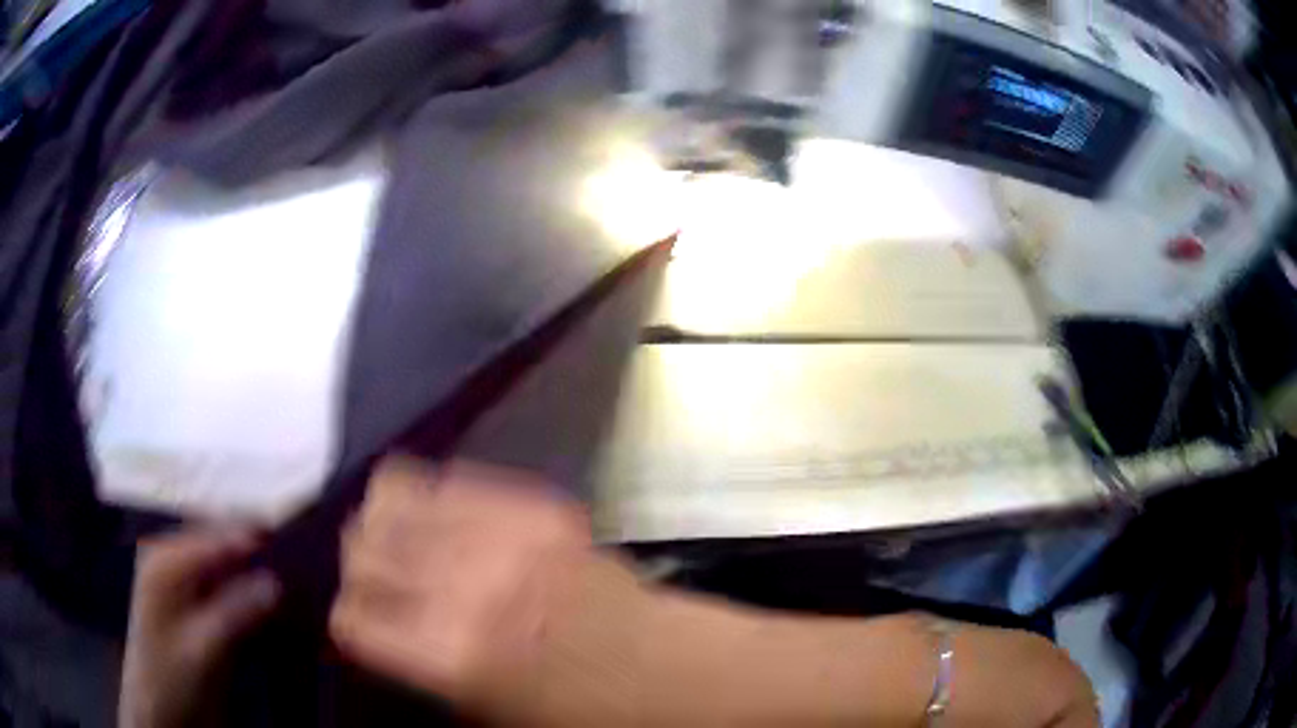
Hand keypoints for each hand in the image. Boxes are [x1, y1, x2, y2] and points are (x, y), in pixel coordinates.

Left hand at [119, 528, 280, 727]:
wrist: (158, 709)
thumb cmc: (171, 676)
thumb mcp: (203, 649)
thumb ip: (235, 612)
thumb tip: (276, 581)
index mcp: (165, 559)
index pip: (214, 536)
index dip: (253, 536)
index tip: (296, 540)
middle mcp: (172, 558)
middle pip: (219, 542)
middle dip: (256, 550)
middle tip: (299, 558)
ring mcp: (182, 580)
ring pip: (225, 563)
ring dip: (255, 570)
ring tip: (294, 575)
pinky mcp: (193, 602)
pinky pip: (224, 584)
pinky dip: (248, 589)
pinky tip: (272, 598)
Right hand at [329, 457, 641, 721]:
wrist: (661, 667)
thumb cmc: (572, 713)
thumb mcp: (482, 714)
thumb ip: (415, 665)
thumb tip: (369, 623)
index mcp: (449, 658)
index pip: (350, 617)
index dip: (347, 619)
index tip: (357, 622)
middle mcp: (463, 588)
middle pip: (361, 550)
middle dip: (357, 567)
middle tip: (374, 581)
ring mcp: (499, 537)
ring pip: (393, 498)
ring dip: (382, 522)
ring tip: (395, 540)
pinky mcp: (532, 506)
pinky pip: (449, 479)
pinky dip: (427, 495)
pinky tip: (433, 516)